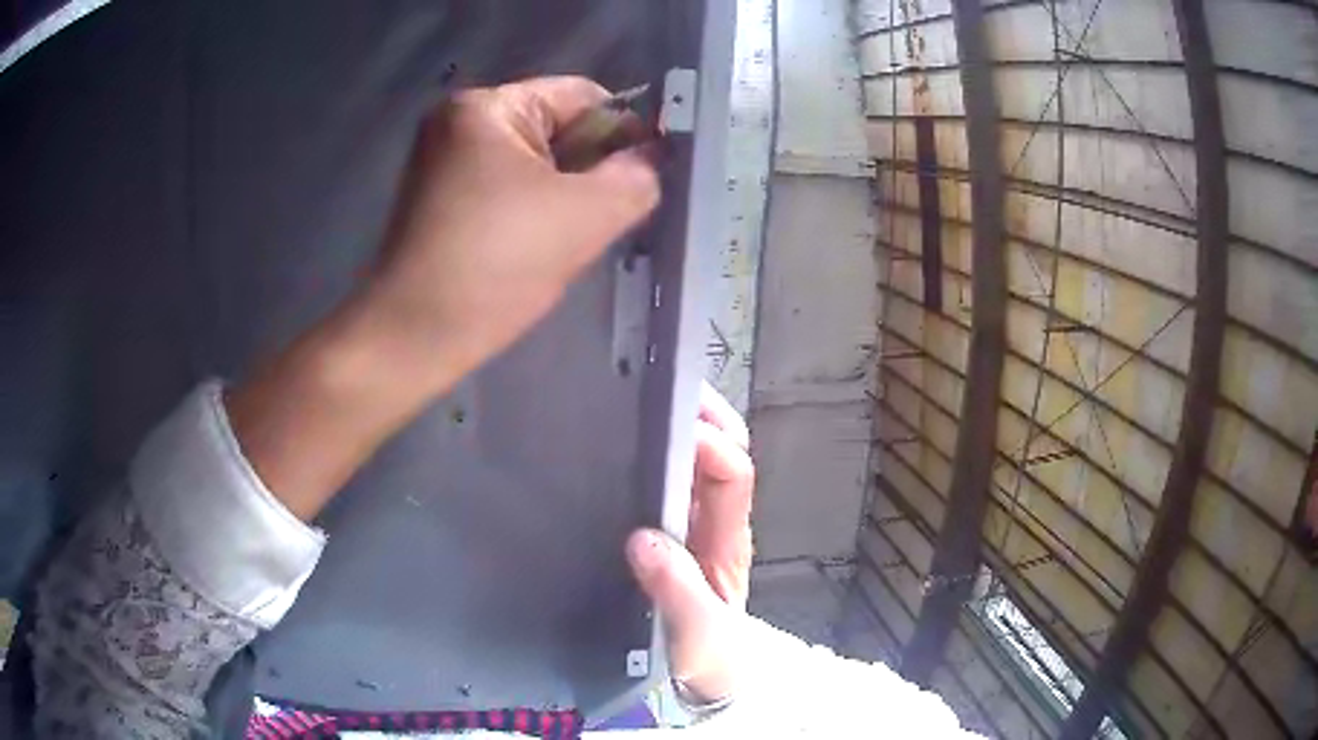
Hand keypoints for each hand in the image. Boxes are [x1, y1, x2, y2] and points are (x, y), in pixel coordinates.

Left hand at [359, 75, 661, 391]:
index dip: (625, 132)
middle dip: (591, 172)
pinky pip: (508, 192)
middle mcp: (459, 123)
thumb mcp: (584, 215)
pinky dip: (535, 214)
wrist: (412, 338)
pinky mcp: (441, 203)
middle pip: (556, 130)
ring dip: (565, 198)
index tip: (647, 179)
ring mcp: (445, 164)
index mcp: (486, 107)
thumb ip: (635, 177)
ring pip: (535, 166)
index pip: (582, 97)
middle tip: (605, 219)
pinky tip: (539, 251)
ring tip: (570, 242)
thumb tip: (652, 160)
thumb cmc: (493, 265)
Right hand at [626, 382, 754, 705]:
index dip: (711, 443)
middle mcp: (716, 521)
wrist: (710, 675)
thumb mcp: (696, 635)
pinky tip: (623, 444)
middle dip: (702, 413)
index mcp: (728, 539)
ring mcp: (695, 524)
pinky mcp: (672, 532)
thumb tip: (642, 538)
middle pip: (724, 450)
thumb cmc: (711, 656)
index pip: (733, 472)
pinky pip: (669, 481)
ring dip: (679, 425)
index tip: (674, 427)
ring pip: (697, 460)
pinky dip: (656, 453)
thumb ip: (675, 592)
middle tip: (658, 385)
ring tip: (637, 400)